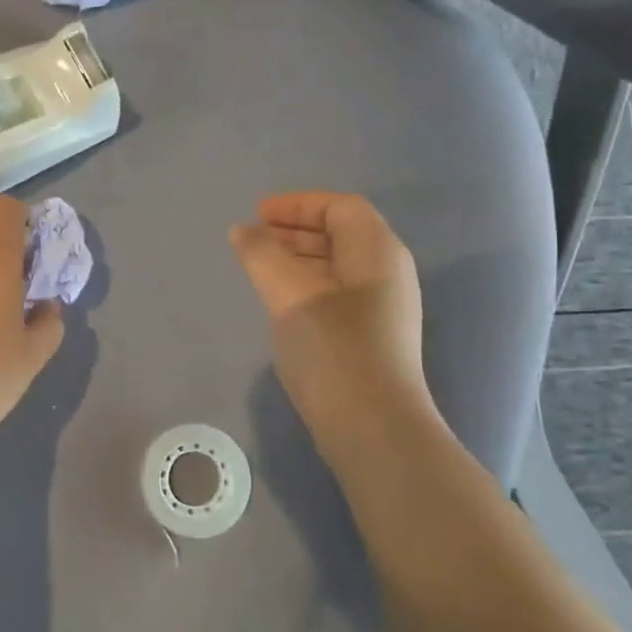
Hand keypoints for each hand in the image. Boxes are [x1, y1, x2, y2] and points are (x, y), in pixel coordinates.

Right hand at [229, 192, 435, 441]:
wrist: (373, 426)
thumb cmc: (333, 347)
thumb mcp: (289, 293)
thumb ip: (261, 254)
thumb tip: (243, 230)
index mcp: (377, 251)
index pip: (340, 206)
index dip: (297, 204)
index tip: (257, 215)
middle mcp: (387, 273)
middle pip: (341, 233)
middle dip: (295, 230)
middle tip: (253, 240)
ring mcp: (383, 308)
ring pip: (337, 266)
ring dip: (297, 259)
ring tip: (259, 269)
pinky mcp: (372, 337)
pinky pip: (337, 293)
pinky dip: (306, 285)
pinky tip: (280, 304)